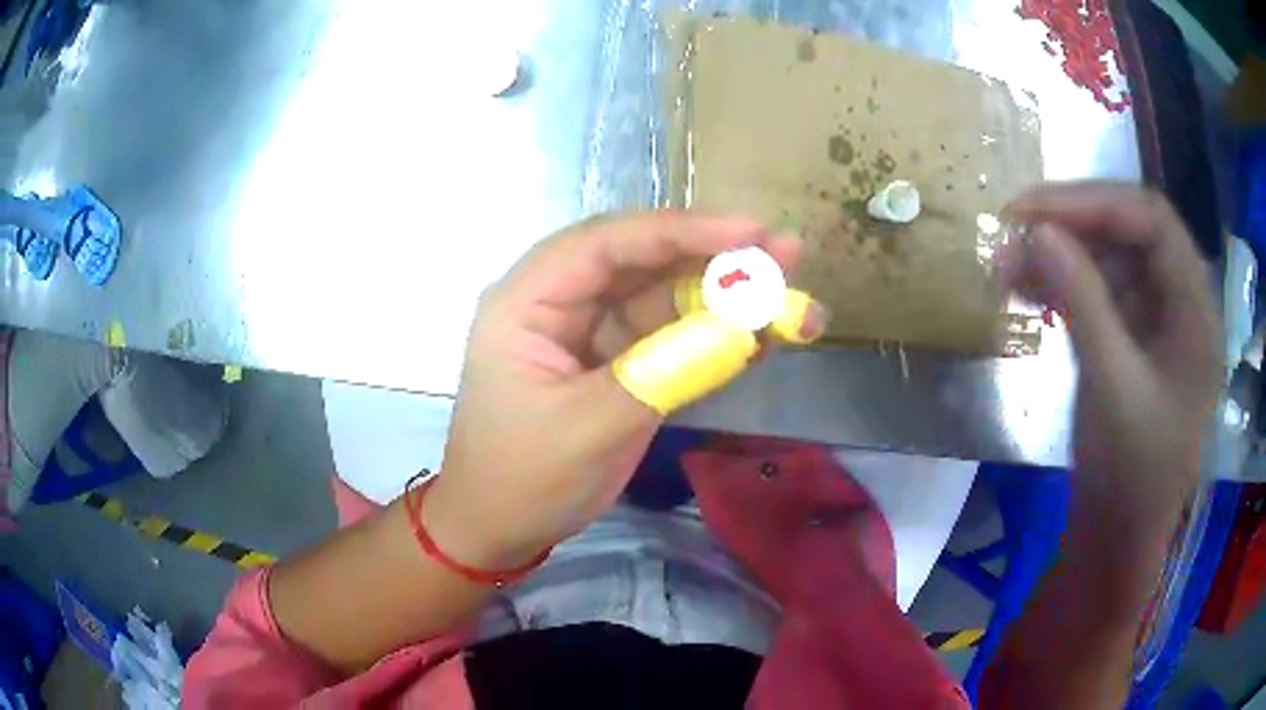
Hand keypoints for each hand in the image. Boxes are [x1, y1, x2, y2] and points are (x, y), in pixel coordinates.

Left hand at [424, 211, 818, 567]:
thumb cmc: (523, 478)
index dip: (680, 230)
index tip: (749, 231)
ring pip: (665, 296)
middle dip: (715, 257)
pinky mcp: (620, 362)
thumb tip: (744, 328)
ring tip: (791, 301)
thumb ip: (664, 372)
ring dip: (727, 298)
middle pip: (644, 260)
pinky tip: (765, 337)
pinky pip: (672, 337)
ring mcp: (593, 332)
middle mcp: (561, 302)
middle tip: (785, 254)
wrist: (500, 528)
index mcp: (529, 300)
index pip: (606, 243)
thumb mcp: (588, 427)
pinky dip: (717, 337)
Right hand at [1002, 183, 1220, 539]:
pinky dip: (1062, 286)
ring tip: (1006, 266)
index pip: (1152, 221)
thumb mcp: (1111, 388)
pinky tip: (1026, 290)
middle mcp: (1179, 303)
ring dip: (1060, 256)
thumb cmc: (1129, 477)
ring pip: (1109, 260)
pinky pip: (1098, 293)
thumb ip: (1081, 301)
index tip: (1032, 209)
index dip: (1094, 203)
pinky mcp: (1131, 339)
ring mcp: (1155, 320)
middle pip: (1129, 233)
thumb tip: (1034, 230)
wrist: (1116, 540)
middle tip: (1012, 229)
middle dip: (1072, 225)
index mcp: (1195, 312)